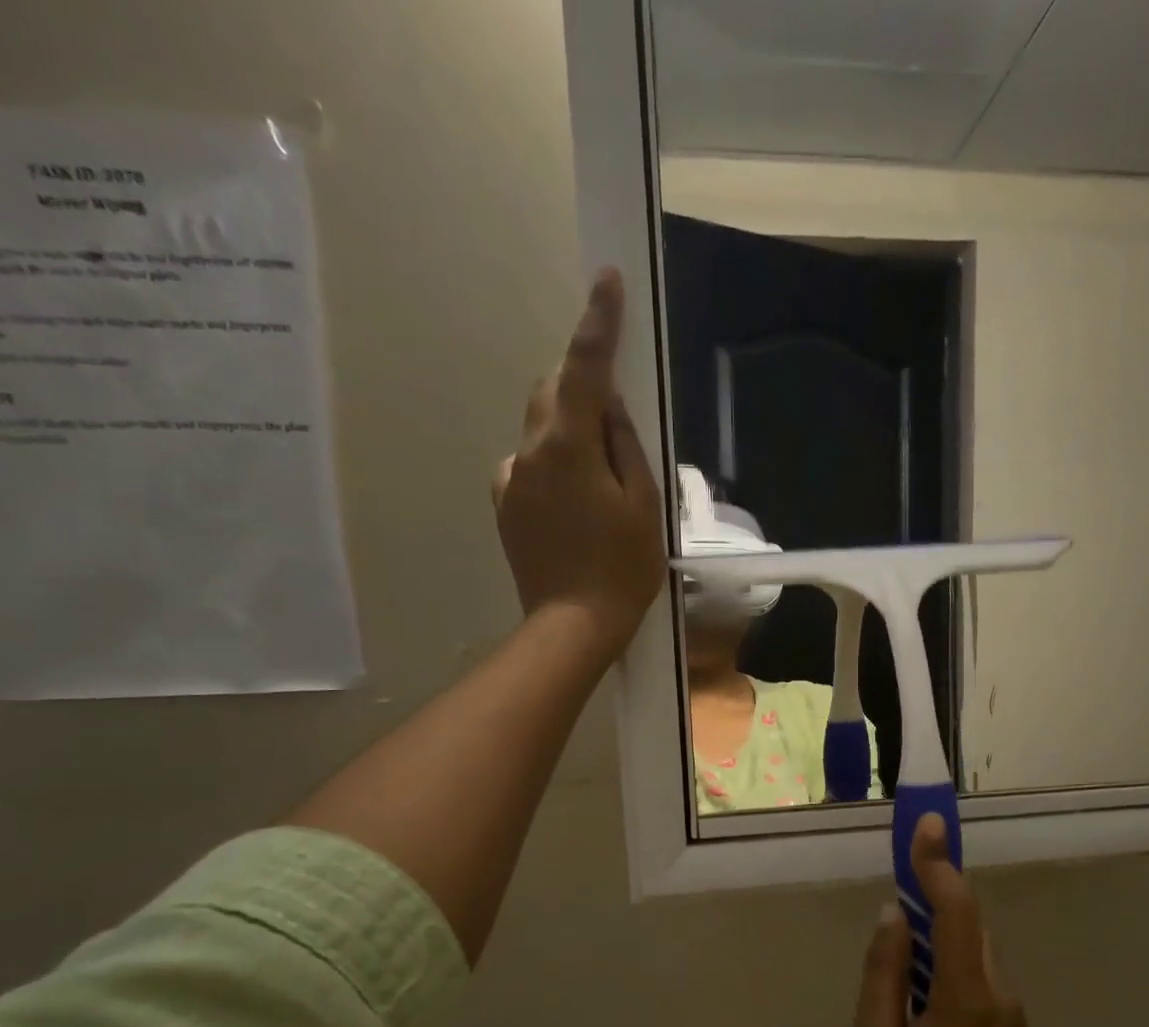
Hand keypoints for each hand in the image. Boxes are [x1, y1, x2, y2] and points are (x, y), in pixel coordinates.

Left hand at [493, 268, 666, 662]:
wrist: (573, 625)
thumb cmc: (622, 568)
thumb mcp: (644, 504)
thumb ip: (625, 445)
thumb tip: (610, 407)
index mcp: (569, 447)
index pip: (585, 369)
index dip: (598, 323)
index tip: (607, 281)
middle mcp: (530, 451)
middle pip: (553, 392)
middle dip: (582, 387)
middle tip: (617, 420)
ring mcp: (511, 479)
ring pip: (541, 430)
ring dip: (569, 433)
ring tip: (601, 484)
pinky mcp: (505, 505)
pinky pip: (529, 466)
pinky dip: (553, 467)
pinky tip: (574, 508)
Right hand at [855, 815, 1051, 1026]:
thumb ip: (883, 975)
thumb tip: (893, 916)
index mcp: (966, 996)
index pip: (957, 909)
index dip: (939, 863)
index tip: (926, 825)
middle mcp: (1000, 993)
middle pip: (970, 924)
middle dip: (937, 896)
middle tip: (899, 887)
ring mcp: (1014, 1013)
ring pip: (976, 950)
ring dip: (943, 934)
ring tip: (903, 955)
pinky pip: (981, 977)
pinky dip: (953, 964)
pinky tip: (924, 998)